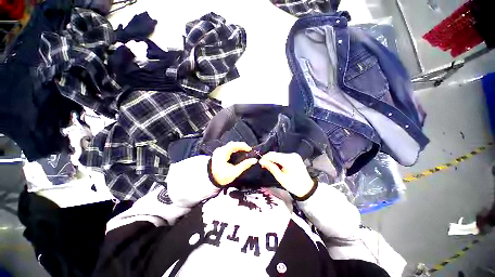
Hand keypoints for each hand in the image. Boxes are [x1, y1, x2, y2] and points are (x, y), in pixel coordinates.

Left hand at [210, 142, 257, 185]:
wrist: (211, 182)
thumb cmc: (222, 177)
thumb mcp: (234, 172)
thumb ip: (245, 165)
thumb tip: (254, 160)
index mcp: (222, 153)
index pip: (233, 145)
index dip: (243, 146)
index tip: (250, 149)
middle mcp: (220, 150)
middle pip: (232, 144)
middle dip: (241, 146)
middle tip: (248, 151)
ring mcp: (218, 151)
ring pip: (230, 146)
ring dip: (238, 148)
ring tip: (245, 152)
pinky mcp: (219, 153)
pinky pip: (228, 149)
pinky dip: (234, 150)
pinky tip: (238, 153)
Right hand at [259, 152, 314, 197]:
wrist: (307, 188)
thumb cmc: (293, 185)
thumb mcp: (280, 177)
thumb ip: (271, 167)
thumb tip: (261, 161)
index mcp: (289, 160)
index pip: (273, 155)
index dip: (265, 157)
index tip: (259, 162)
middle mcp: (292, 155)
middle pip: (276, 154)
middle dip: (269, 159)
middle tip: (263, 165)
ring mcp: (294, 155)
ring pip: (279, 155)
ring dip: (273, 159)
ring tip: (268, 166)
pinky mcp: (295, 157)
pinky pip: (283, 156)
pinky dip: (278, 160)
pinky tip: (276, 165)